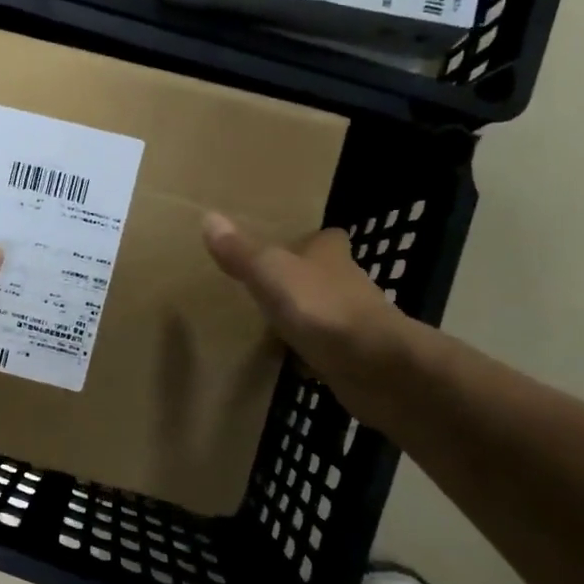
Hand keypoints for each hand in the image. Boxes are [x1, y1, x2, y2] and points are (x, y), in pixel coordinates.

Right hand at [201, 212, 413, 403]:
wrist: (374, 366)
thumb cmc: (321, 307)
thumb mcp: (270, 273)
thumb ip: (241, 252)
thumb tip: (209, 217)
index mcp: (331, 255)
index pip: (326, 238)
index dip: (310, 240)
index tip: (288, 245)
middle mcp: (348, 283)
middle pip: (325, 275)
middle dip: (302, 280)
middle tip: (267, 286)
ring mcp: (355, 323)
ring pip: (326, 312)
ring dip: (306, 317)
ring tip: (270, 324)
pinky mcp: (356, 358)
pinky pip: (326, 350)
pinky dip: (311, 354)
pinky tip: (290, 362)